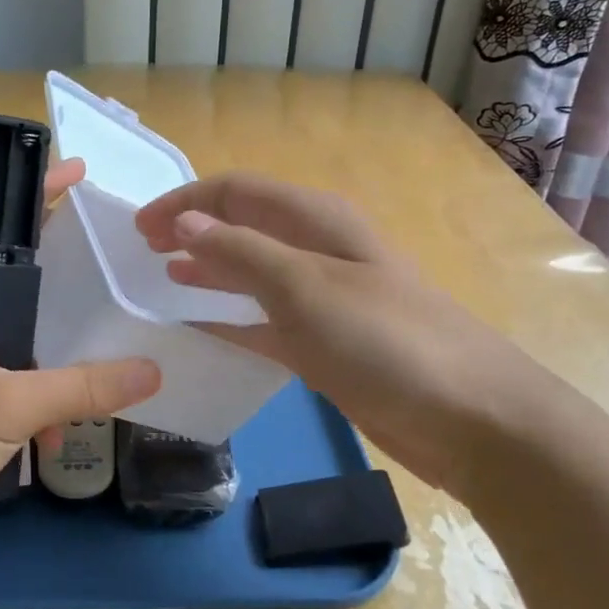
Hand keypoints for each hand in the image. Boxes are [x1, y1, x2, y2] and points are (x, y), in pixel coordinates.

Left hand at [0, 159, 160, 572]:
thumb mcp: (6, 407)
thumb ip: (81, 387)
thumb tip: (152, 371)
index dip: (36, 198)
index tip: (81, 174)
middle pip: (10, 283)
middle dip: (60, 289)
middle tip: (112, 273)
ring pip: (10, 337)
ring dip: (48, 363)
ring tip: (98, 375)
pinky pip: (1, 379)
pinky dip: (28, 400)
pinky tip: (51, 438)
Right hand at [135, 172, 571, 499]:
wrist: (471, 417)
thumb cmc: (386, 340)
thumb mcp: (305, 287)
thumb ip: (239, 251)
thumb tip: (183, 222)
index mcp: (317, 221)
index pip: (237, 191)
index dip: (185, 202)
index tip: (138, 229)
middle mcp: (318, 250)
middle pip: (243, 226)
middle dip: (192, 230)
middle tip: (141, 250)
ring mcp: (323, 298)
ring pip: (251, 271)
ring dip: (208, 268)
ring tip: (163, 276)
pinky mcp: (326, 343)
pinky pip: (264, 319)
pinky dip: (230, 317)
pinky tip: (201, 325)